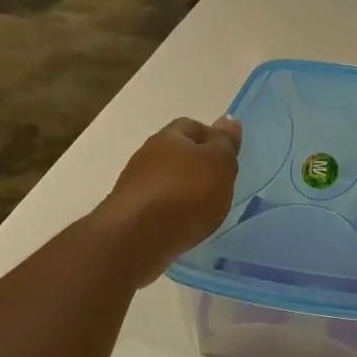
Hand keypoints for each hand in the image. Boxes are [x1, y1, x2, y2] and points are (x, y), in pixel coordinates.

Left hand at [97, 116, 241, 283]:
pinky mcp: (129, 213)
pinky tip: (183, 224)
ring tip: (203, 208)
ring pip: (165, 179)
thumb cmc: (186, 193)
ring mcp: (134, 184)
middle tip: (219, 184)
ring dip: (182, 189)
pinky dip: (171, 211)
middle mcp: (147, 154)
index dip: (212, 138)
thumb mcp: (219, 164)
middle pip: (176, 153)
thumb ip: (225, 143)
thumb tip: (228, 119)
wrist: (138, 238)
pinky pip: (156, 205)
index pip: (192, 126)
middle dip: (196, 165)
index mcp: (169, 136)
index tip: (228, 158)